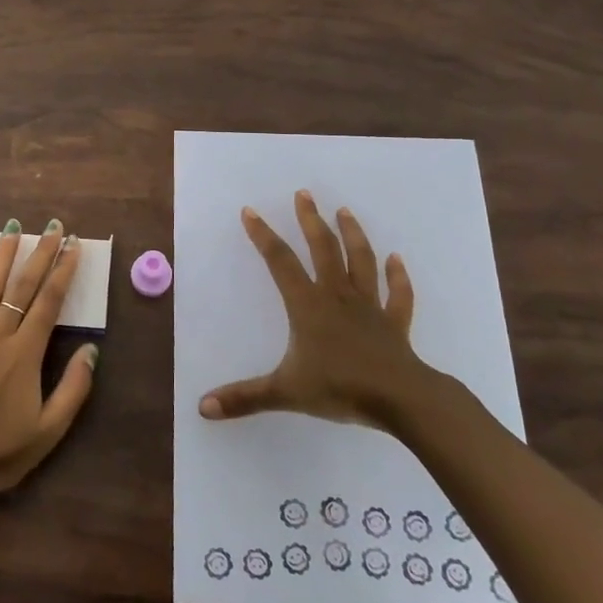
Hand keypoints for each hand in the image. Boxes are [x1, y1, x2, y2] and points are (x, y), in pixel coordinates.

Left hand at [0, 218, 97, 500]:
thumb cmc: (3, 453)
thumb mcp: (51, 430)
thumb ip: (74, 388)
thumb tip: (92, 349)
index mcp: (24, 355)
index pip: (49, 302)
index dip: (62, 271)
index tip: (73, 246)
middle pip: (21, 287)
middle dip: (39, 254)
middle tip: (51, 227)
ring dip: (2, 257)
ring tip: (12, 229)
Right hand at [198, 190, 436, 429]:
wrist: (401, 399)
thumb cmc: (340, 388)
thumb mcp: (285, 392)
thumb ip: (244, 398)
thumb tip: (202, 408)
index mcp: (308, 306)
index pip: (280, 262)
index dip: (263, 236)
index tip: (250, 212)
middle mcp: (337, 296)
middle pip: (323, 249)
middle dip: (311, 220)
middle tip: (304, 194)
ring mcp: (370, 307)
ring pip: (361, 261)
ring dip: (353, 235)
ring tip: (345, 212)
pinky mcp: (395, 323)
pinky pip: (398, 294)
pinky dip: (398, 276)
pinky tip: (396, 260)